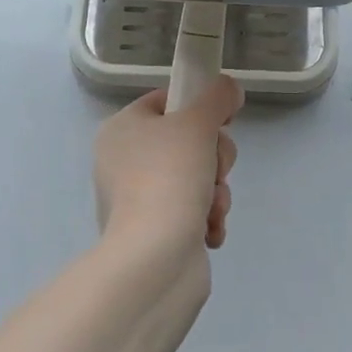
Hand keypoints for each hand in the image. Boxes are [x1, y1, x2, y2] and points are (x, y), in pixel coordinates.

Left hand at [93, 74, 243, 260]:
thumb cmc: (169, 177)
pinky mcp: (154, 234)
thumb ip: (218, 97)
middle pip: (186, 140)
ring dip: (215, 189)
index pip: (166, 101)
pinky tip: (209, 229)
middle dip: (213, 156)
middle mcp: (124, 162)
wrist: (154, 261)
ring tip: (212, 206)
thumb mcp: (198, 122)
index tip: (222, 120)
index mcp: (121, 129)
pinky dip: (207, 218)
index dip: (198, 106)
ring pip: (196, 177)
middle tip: (215, 168)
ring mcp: (138, 200)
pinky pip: (192, 212)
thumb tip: (229, 90)